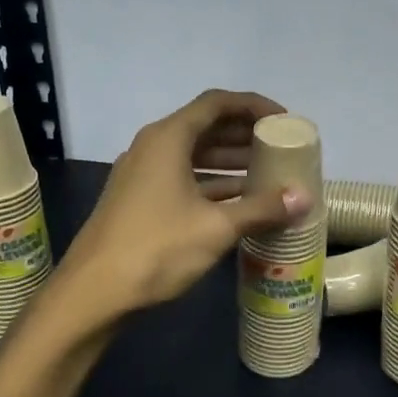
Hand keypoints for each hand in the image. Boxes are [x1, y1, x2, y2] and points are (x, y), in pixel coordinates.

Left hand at [65, 90, 311, 313]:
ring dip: (230, 161)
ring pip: (194, 155)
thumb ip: (261, 208)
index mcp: (168, 138)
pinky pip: (183, 178)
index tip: (284, 121)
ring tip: (268, 174)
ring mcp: (143, 174)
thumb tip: (304, 198)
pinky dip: (212, 183)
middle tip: (281, 147)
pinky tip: (239, 202)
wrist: (93, 292)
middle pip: (205, 126)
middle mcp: (153, 147)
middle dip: (245, 135)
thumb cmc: (157, 248)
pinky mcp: (140, 200)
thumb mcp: (216, 227)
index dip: (253, 106)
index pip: (217, 103)